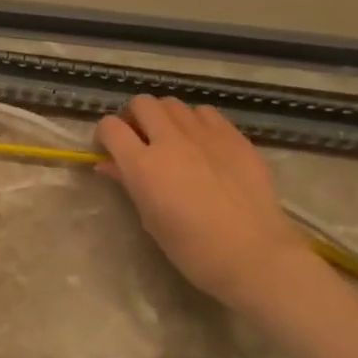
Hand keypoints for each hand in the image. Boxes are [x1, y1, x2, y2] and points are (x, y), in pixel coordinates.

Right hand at [95, 97, 314, 310]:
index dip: (105, 134)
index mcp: (143, 165)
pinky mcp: (234, 136)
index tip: (108, 149)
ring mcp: (206, 134)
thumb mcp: (149, 218)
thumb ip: (128, 183)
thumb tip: (108, 165)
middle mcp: (171, 140)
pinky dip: (194, 121)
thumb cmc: (191, 248)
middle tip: (138, 140)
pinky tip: (201, 144)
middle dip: (134, 117)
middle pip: (142, 104)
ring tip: (171, 140)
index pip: (111, 127)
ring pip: (174, 104)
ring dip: (164, 117)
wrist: (252, 254)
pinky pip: (205, 113)